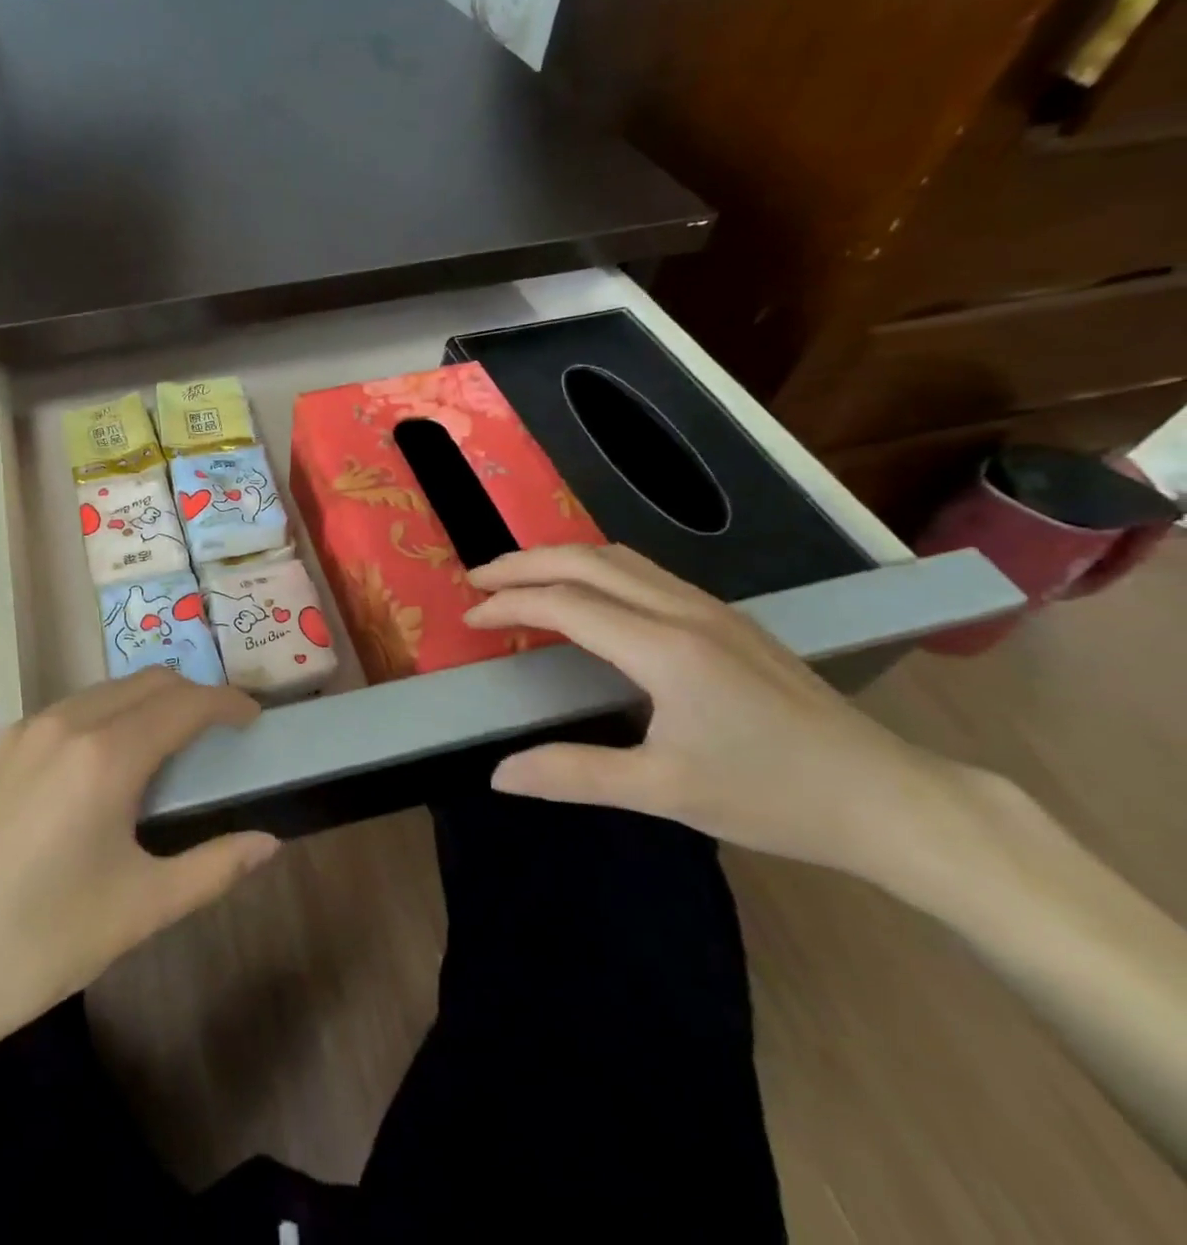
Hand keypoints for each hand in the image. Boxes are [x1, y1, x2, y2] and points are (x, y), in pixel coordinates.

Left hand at [0, 669, 275, 1048]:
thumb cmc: (41, 942)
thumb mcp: (142, 908)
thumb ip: (214, 867)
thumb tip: (270, 843)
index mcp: (107, 754)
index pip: (186, 702)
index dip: (227, 702)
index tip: (251, 717)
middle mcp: (62, 724)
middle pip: (144, 683)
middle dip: (187, 696)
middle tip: (211, 732)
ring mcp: (14, 732)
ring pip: (95, 694)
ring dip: (137, 706)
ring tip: (152, 751)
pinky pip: (52, 719)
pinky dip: (88, 726)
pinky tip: (80, 777)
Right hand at [463, 544, 970, 880]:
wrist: (888, 797)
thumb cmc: (773, 797)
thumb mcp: (665, 792)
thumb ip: (574, 775)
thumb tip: (498, 775)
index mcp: (664, 649)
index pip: (565, 604)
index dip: (509, 605)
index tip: (469, 619)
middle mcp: (685, 612)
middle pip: (588, 561)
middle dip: (524, 563)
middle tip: (478, 580)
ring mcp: (712, 610)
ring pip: (620, 559)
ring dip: (561, 560)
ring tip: (520, 579)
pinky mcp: (728, 620)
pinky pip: (645, 573)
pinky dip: (596, 571)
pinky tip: (587, 596)